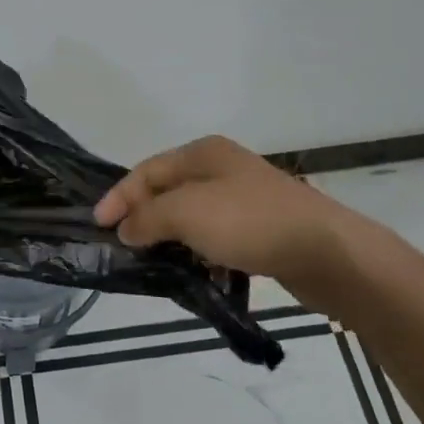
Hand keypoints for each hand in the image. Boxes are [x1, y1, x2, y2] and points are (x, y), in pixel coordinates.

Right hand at [93, 135, 340, 281]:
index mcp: (203, 153)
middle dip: (142, 216)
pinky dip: (197, 249)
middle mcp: (222, 169)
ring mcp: (243, 198)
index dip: (119, 196)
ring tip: (151, 261)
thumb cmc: (249, 221)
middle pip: (168, 190)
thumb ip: (148, 218)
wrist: (325, 251)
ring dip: (169, 236)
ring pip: (191, 215)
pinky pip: (214, 236)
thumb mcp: (186, 213)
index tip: (98, 226)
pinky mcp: (259, 228)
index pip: (147, 170)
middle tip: (122, 245)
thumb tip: (126, 229)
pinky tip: (193, 269)